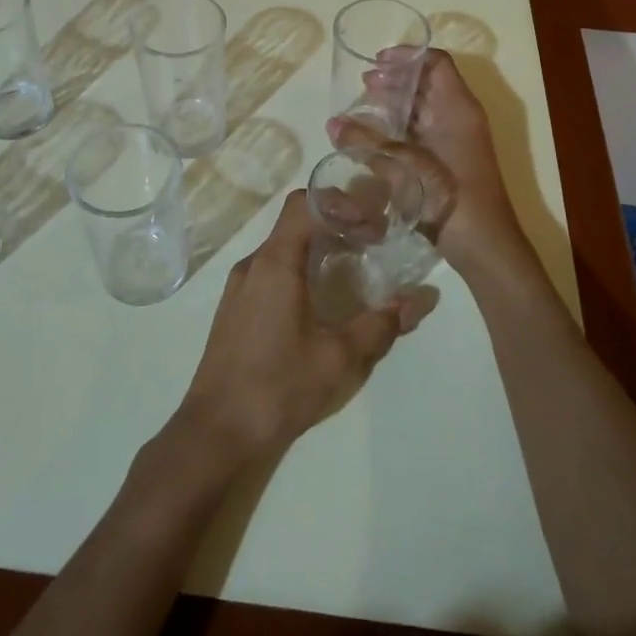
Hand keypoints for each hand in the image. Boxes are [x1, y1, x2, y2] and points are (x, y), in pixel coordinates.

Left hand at [175, 189, 412, 461]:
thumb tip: (420, 299)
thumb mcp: (338, 357)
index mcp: (274, 263)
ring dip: (318, 246)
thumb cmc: (278, 387)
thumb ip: (380, 324)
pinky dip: (300, 268)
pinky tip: (321, 299)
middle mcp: (252, 265)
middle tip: (373, 242)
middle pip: (294, 221)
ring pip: (282, 247)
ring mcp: (238, 286)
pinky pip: (270, 270)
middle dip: (336, 223)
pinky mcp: (234, 308)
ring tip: (353, 267)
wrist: (216, 431)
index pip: (304, 203)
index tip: (373, 226)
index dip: (342, 204)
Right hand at [328, 48, 519, 271]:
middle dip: (395, 80)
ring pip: (423, 109)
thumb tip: (332, 123)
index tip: (376, 60)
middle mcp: (459, 117)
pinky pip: (421, 132)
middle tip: (363, 84)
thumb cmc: (449, 196)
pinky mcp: (447, 161)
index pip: (436, 63)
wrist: (483, 245)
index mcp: (458, 108)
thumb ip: (367, 143)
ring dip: (395, 103)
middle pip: (427, 84)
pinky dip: (399, 127)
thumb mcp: (404, 166)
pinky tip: (374, 136)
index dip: (407, 56)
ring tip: (363, 105)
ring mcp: (455, 140)